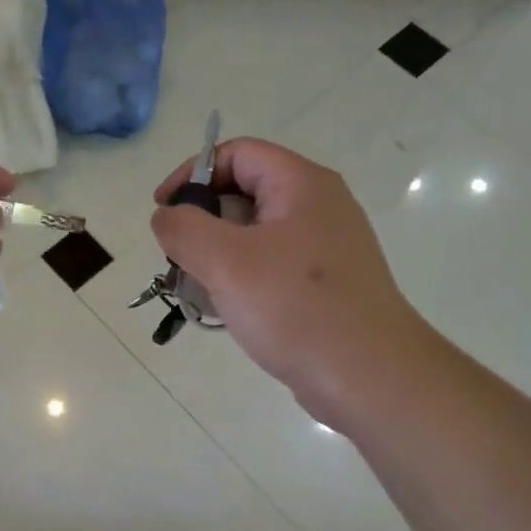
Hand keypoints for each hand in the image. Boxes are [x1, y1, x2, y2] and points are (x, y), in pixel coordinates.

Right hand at [151, 139, 424, 428]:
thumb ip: (183, 229)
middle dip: (201, 223)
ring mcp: (324, 249)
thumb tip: (165, 216)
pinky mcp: (324, 285)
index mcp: (301, 185)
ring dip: (216, 258)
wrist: (368, 376)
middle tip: (177, 260)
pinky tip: (226, 312)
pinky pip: (270, 268)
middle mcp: (317, 208)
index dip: (191, 174)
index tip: (162, 212)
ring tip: (196, 292)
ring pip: (254, 236)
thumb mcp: (226, 261)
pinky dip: (241, 281)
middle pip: (244, 194)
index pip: (237, 154)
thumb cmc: (295, 308)